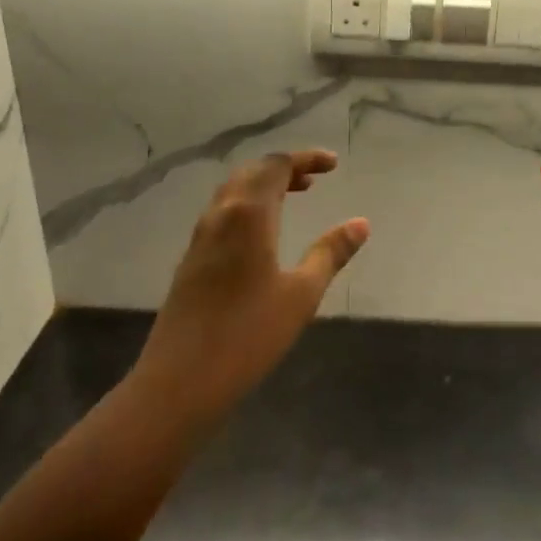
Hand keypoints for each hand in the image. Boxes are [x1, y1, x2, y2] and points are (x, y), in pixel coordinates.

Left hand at [131, 150, 367, 437]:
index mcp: (248, 214)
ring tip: (294, 197)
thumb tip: (361, 223)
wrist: (180, 381)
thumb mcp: (301, 294)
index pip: (276, 166)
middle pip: (252, 172)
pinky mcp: (191, 259)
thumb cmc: (249, 334)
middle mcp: (221, 215)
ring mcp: (201, 237)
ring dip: (264, 185)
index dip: (306, 159)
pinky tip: (263, 233)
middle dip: (284, 168)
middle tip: (315, 179)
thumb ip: (330, 253)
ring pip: (233, 192)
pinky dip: (249, 205)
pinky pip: (223, 212)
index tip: (334, 165)